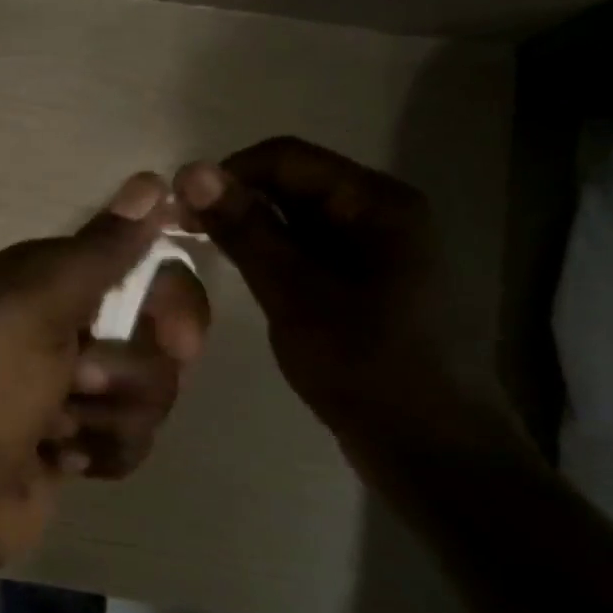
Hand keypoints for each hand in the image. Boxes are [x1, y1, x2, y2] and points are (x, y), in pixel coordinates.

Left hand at [0, 173, 210, 570]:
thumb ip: (98, 250)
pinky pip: (131, 438)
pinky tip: (56, 457)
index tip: (175, 332)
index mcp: (46, 281)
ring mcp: (74, 386)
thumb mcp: (34, 306)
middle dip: (132, 371)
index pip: (141, 267)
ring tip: (53, 428)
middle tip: (92, 386)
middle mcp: (64, 325)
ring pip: (148, 392)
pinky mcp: (81, 439)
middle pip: (156, 335)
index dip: (169, 297)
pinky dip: (98, 450)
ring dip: (106, 417)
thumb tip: (151, 180)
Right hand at [174, 137, 510, 460]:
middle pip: (295, 184)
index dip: (227, 174)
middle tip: (182, 235)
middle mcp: (385, 214)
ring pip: (300, 220)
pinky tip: (246, 279)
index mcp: (379, 203)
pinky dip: (275, 257)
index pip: (287, 158)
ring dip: (252, 231)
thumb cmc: (367, 368)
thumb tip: (193, 172)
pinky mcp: (371, 285)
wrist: (435, 453)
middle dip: (237, 202)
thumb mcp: (295, 295)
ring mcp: (381, 251)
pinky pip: (312, 252)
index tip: (177, 209)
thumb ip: (246, 230)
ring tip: (206, 257)